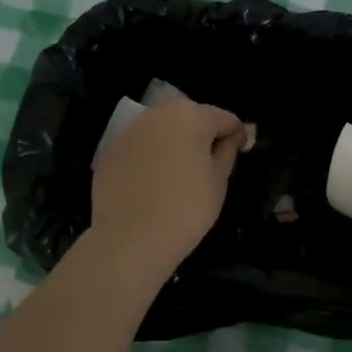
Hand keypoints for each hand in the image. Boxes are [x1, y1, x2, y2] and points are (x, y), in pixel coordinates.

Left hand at [90, 99, 251, 274]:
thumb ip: (227, 151)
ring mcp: (130, 130)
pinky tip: (155, 183)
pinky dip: (152, 156)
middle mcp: (158, 113)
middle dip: (203, 135)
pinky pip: (142, 146)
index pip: (225, 118)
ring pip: (163, 130)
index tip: (241, 154)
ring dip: (175, 143)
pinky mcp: (111, 150)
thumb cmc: (186, 208)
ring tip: (181, 174)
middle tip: (210, 166)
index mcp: (191, 115)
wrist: (130, 238)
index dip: (237, 135)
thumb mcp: (219, 181)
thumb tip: (232, 137)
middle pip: (191, 117)